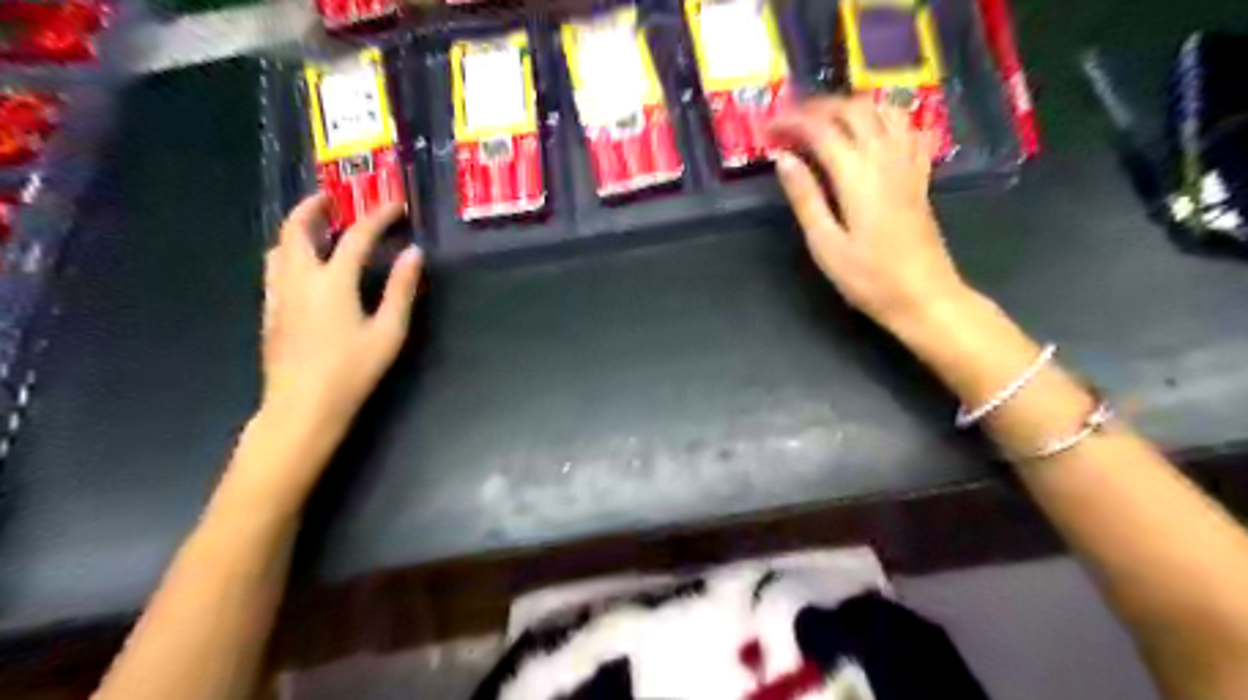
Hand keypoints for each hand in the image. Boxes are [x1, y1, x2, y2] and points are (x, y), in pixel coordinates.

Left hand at [259, 195, 422, 438]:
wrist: (302, 406)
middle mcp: (299, 279)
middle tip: (332, 199)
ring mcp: (279, 295)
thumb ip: (401, 290)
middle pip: (297, 230)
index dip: (378, 217)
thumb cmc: (351, 371)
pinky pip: (274, 269)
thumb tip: (414, 254)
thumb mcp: (388, 332)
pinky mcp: (270, 312)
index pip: (357, 237)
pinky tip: (303, 267)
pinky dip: (288, 253)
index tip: (395, 206)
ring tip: (316, 227)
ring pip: (279, 248)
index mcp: (333, 282)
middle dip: (314, 208)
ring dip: (297, 229)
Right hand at [765, 97, 969, 329]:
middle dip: (817, 107)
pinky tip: (870, 131)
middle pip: (853, 110)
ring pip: (883, 110)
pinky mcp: (920, 175)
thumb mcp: (825, 244)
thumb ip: (805, 198)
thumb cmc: (869, 278)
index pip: (821, 129)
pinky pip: (908, 128)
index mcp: (857, 175)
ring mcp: (908, 164)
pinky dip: (884, 118)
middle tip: (790, 122)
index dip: (791, 122)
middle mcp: (885, 158)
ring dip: (850, 107)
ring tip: (824, 122)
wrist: (924, 296)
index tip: (767, 129)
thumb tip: (783, 159)